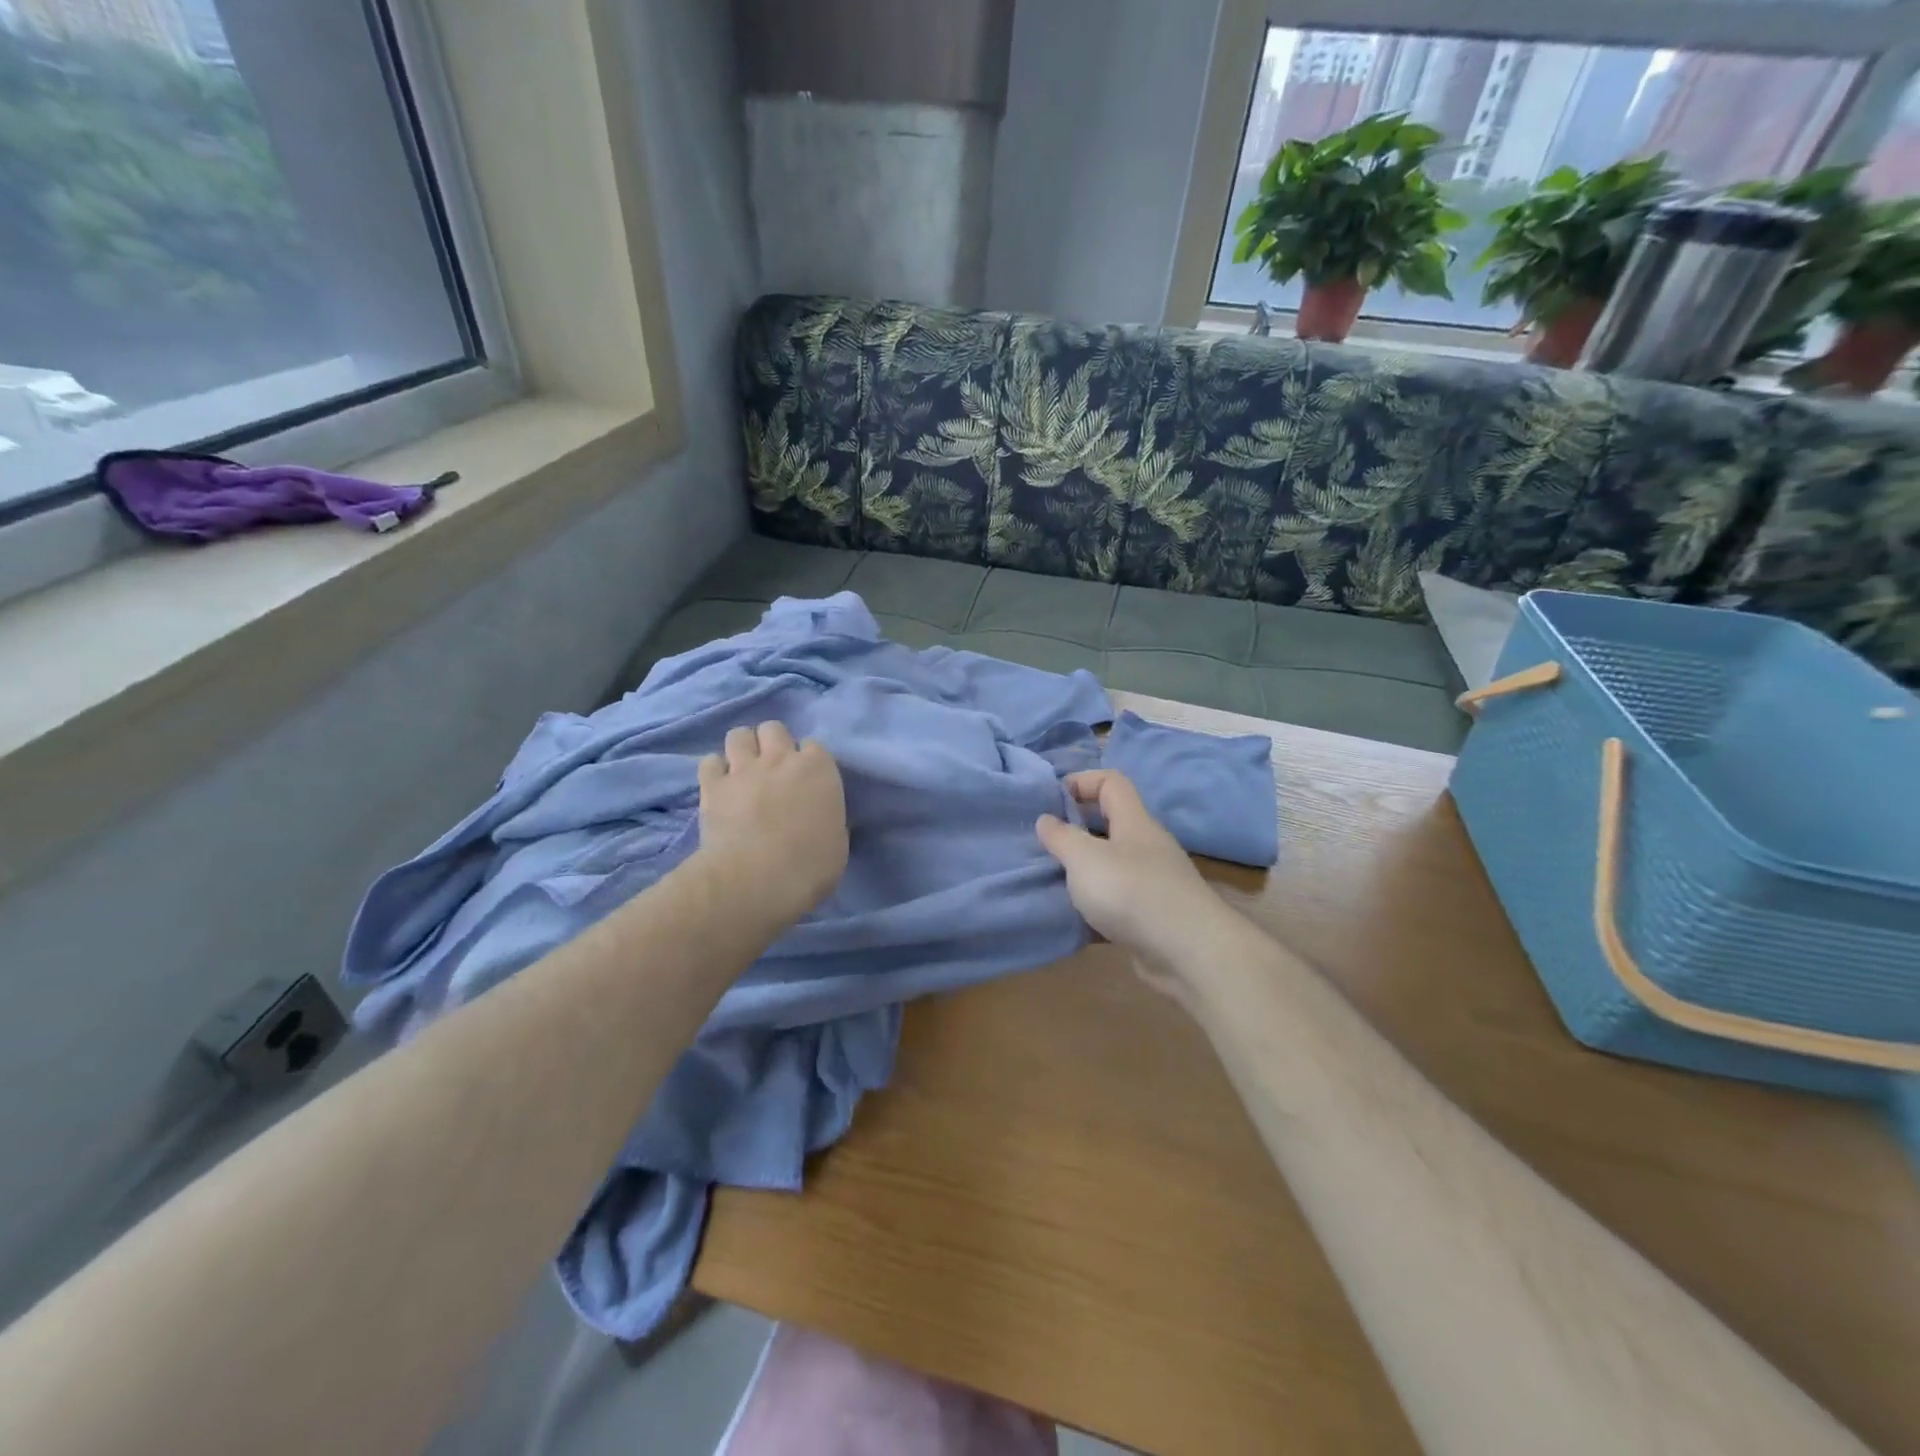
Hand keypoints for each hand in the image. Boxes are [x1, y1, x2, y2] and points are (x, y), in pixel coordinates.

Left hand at [697, 722, 848, 928]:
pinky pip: (710, 762)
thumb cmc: (810, 866)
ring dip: (742, 748)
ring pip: (738, 735)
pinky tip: (719, 785)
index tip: (806, 780)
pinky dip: (715, 770)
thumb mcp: (837, 839)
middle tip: (772, 768)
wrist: (759, 879)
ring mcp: (744, 769)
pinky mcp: (712, 785)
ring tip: (743, 769)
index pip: (814, 746)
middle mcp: (781, 758)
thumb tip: (817, 815)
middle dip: (772, 743)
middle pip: (773, 728)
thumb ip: (826, 815)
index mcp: (818, 769)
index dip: (808, 761)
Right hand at [1036, 770, 1229, 972]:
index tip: (1050, 800)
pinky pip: (1118, 904)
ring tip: (1051, 883)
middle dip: (1076, 831)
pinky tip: (1074, 921)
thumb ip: (1062, 837)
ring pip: (1112, 867)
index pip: (1111, 783)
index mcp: (1134, 822)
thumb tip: (1046, 820)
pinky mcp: (1153, 918)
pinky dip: (1096, 910)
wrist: (1189, 954)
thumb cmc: (1131, 892)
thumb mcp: (1085, 858)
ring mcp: (1154, 884)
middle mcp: (1147, 847)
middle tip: (1043, 845)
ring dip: (1083, 873)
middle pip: (1110, 825)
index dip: (1081, 782)